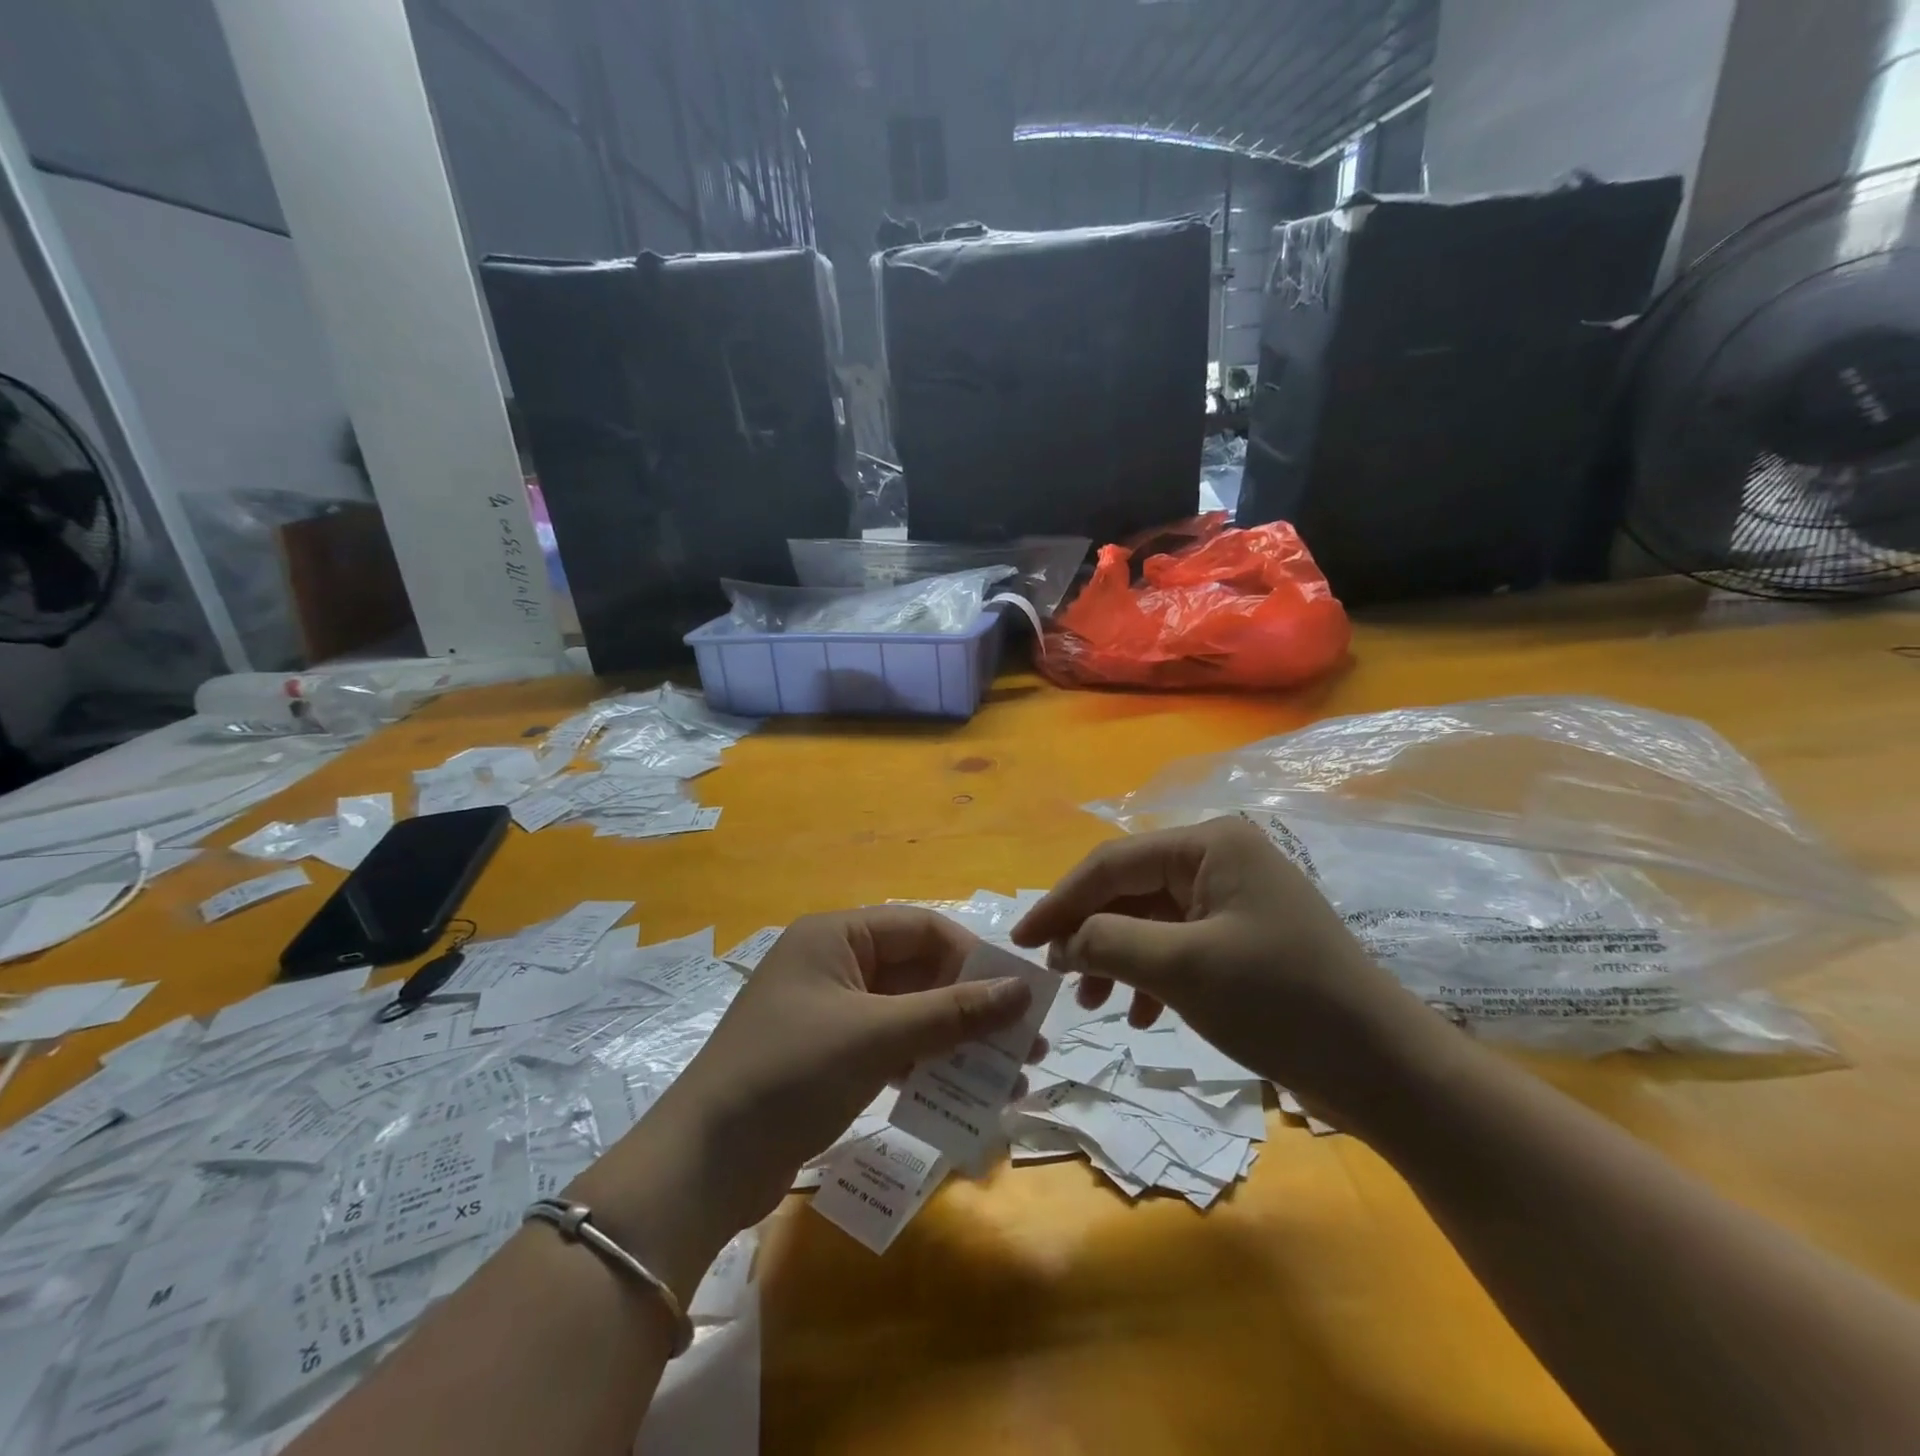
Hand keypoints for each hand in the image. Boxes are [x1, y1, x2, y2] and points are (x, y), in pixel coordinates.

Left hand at [604, 909, 1036, 1242]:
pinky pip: (892, 1048)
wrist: (703, 1166)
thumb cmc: (790, 1075)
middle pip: (919, 973)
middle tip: (1026, 1044)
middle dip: (972, 1008)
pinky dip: (926, 1066)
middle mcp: (835, 964)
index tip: (1018, 997)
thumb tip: (1023, 992)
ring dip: (957, 1042)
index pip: (921, 929)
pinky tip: (963, 1094)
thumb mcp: (876, 1037)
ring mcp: (831, 1013)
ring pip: (910, 1014)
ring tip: (1010, 1077)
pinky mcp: (830, 1057)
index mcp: (836, 936)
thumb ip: (951, 1013)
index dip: (972, 958)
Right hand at [1011, 816, 1441, 1130]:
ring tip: (1094, 1002)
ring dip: (1117, 958)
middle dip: (1091, 932)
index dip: (1062, 900)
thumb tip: (1062, 940)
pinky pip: (1179, 945)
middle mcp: (1221, 859)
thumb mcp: (1183, 969)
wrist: (1385, 1068)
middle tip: (1056, 976)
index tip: (1022, 940)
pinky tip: (1141, 1015)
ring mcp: (1235, 899)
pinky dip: (1152, 976)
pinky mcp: (1244, 938)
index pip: (1114, 862)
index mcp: (1211, 845)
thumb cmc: (1281, 1002)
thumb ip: (1109, 943)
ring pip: (1151, 919)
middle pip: (1131, 888)